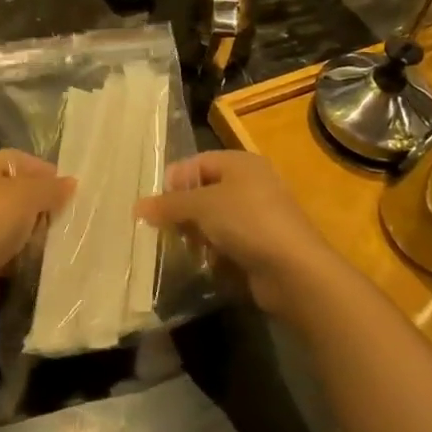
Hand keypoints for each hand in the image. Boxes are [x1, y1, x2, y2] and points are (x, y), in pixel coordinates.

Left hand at [0, 150, 74, 323]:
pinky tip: (32, 259)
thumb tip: (70, 183)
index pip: (19, 160)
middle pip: (15, 191)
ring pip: (10, 221)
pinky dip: (18, 252)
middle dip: (40, 204)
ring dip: (30, 231)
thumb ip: (52, 187)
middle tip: (63, 217)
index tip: (69, 191)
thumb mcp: (28, 195)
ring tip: (51, 240)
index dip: (45, 172)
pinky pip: (3, 247)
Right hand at [137, 151, 334, 321]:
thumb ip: (169, 204)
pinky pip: (228, 242)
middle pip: (205, 191)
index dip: (175, 180)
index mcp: (241, 163)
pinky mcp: (262, 246)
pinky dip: (215, 251)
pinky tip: (206, 263)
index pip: (197, 162)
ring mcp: (259, 216)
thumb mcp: (202, 206)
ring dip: (197, 233)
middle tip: (164, 229)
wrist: (294, 270)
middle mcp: (251, 184)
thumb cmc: (247, 222)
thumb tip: (137, 207)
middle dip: (183, 210)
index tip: (155, 205)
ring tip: (183, 248)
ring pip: (215, 220)